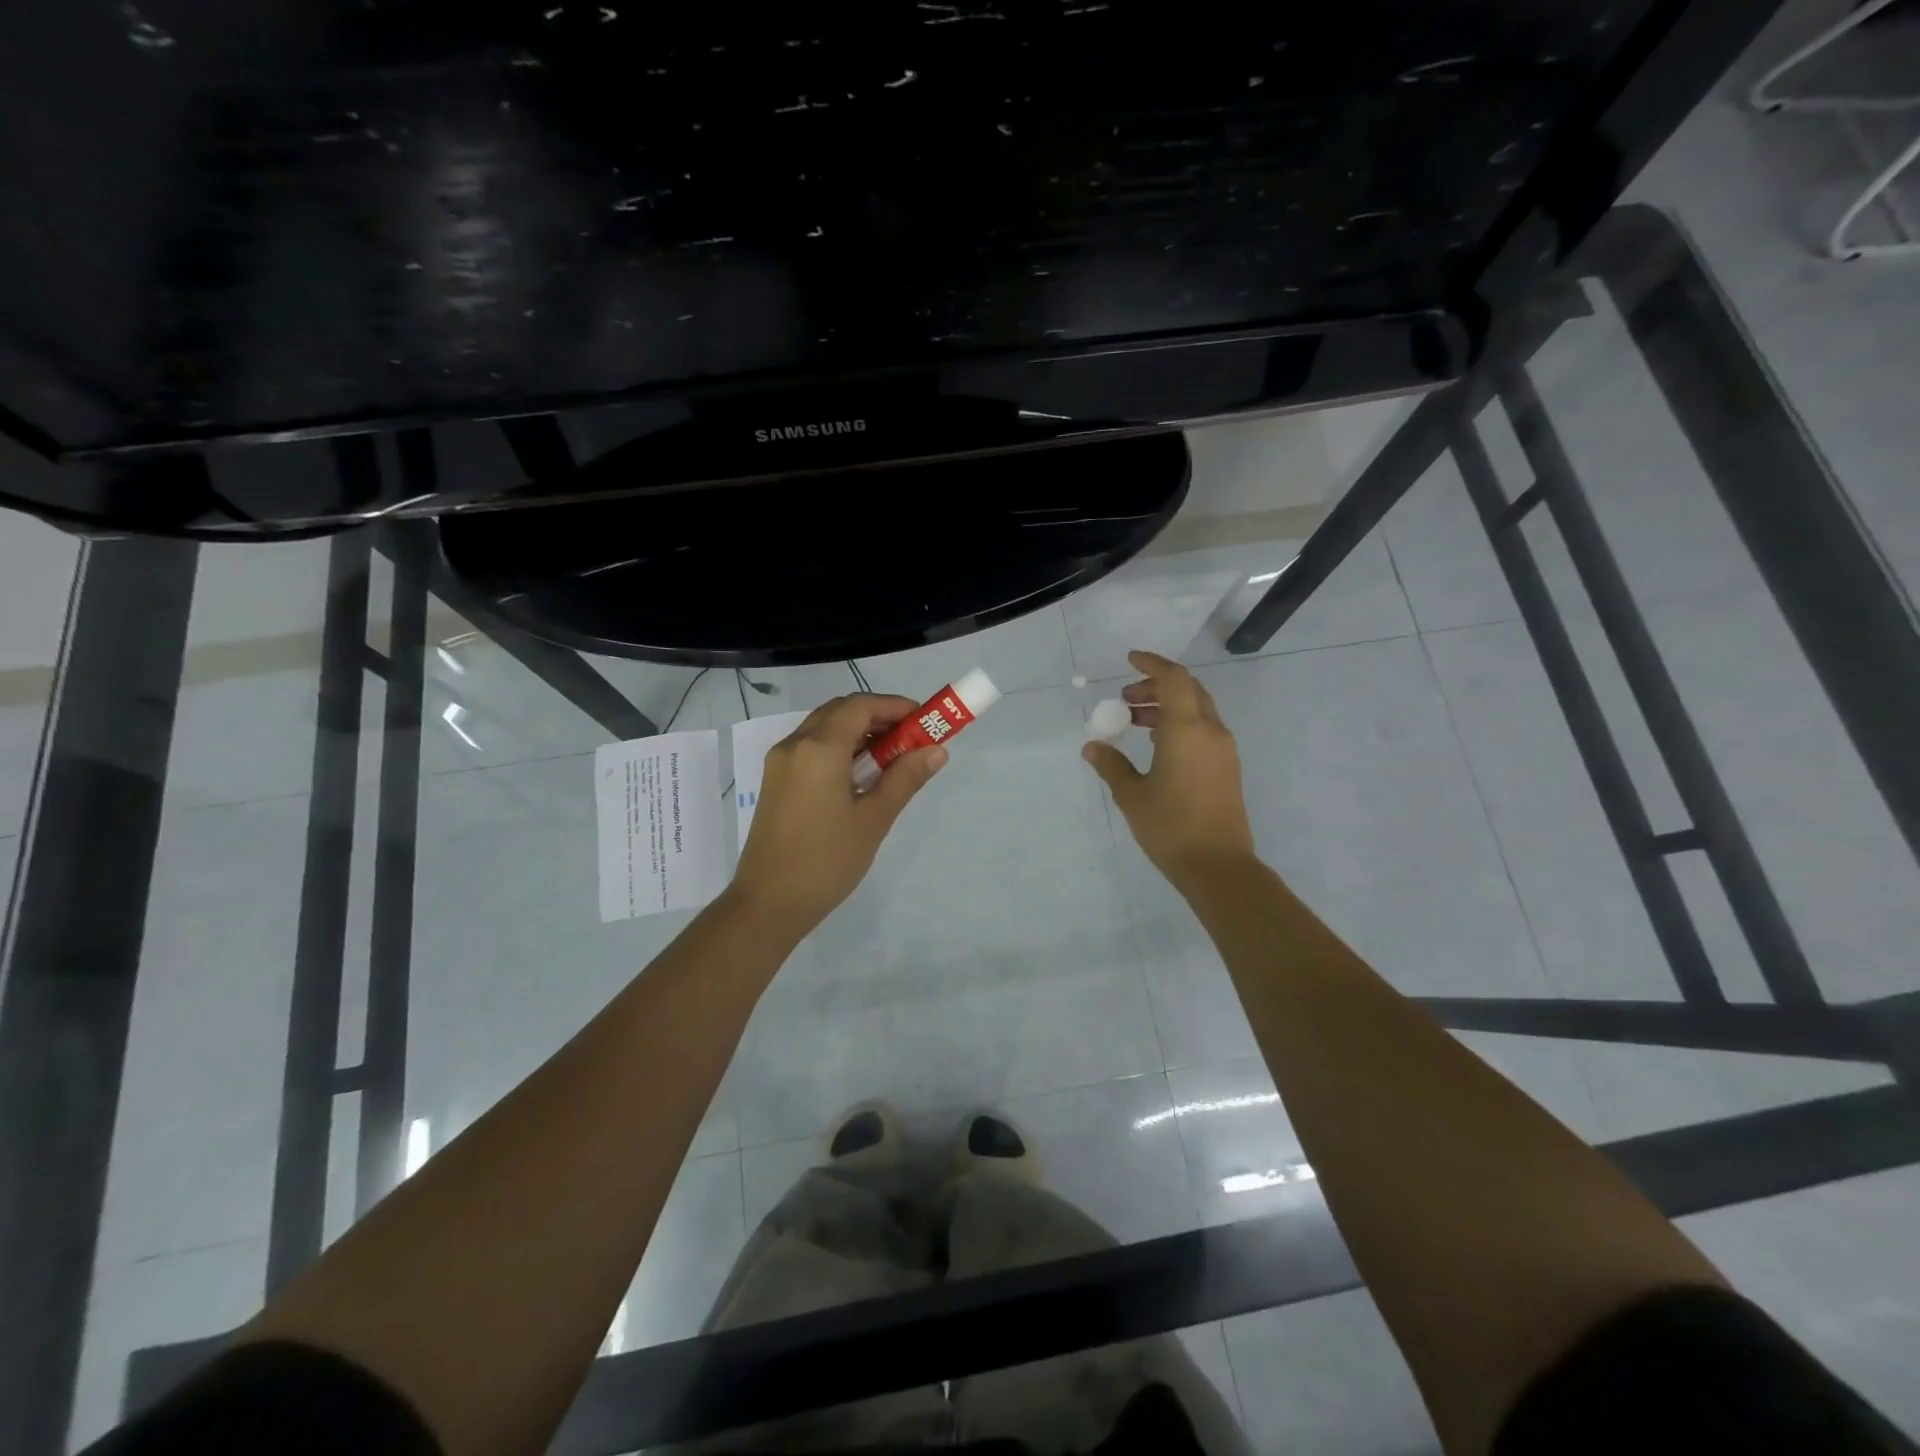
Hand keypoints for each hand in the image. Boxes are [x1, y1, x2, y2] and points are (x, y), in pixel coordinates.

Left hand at [729, 694, 946, 936]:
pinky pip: (810, 748)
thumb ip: (904, 778)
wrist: (768, 903)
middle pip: (840, 711)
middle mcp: (794, 745)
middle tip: (910, 739)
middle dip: (878, 717)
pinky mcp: (775, 781)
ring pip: (823, 728)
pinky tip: (859, 776)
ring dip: (858, 732)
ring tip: (891, 759)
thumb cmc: (826, 861)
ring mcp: (780, 763)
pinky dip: (839, 747)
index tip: (924, 721)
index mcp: (819, 749)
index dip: (895, 706)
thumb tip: (937, 750)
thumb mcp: (873, 819)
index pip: (860, 706)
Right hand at [1082, 650, 1254, 888]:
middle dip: (1156, 687)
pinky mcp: (1227, 767)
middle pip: (1187, 690)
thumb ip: (1111, 765)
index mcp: (1186, 729)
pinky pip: (1203, 730)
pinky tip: (1158, 747)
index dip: (1152, 664)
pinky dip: (1180, 724)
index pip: (1173, 679)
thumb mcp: (1131, 795)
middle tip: (1127, 700)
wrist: (1218, 866)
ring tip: (1136, 722)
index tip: (1130, 660)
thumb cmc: (1170, 827)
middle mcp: (1210, 731)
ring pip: (1197, 710)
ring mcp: (1223, 750)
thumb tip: (1093, 746)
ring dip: (1168, 707)